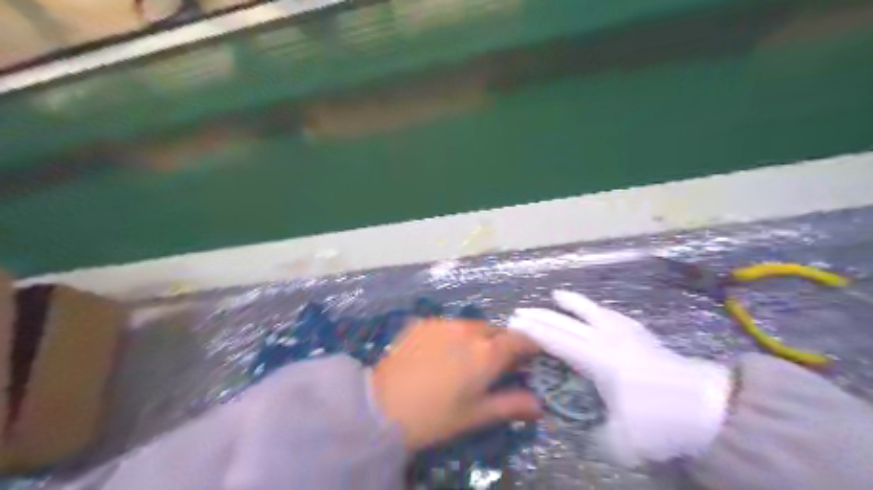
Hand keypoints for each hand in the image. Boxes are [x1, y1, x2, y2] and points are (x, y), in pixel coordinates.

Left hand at [371, 317, 543, 451]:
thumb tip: (539, 405)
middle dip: (502, 343)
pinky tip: (440, 353)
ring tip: (466, 358)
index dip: (529, 346)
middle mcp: (468, 330)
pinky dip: (453, 335)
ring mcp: (443, 323)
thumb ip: (511, 405)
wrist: (382, 406)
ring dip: (477, 338)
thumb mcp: (476, 415)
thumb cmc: (435, 416)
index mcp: (487, 353)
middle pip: (495, 331)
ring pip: (471, 326)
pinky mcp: (423, 322)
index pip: (519, 340)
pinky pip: (447, 325)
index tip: (531, 355)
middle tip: (497, 362)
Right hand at [509, 292, 730, 466]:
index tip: (512, 324)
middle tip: (519, 312)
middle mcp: (609, 339)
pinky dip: (597, 308)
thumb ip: (588, 435)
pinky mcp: (643, 335)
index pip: (556, 340)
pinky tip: (596, 310)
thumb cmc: (662, 423)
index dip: (532, 332)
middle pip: (567, 323)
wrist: (714, 409)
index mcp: (598, 360)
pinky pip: (613, 315)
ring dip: (570, 303)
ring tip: (556, 295)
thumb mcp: (620, 443)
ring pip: (592, 310)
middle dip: (541, 316)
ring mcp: (628, 333)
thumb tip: (570, 427)